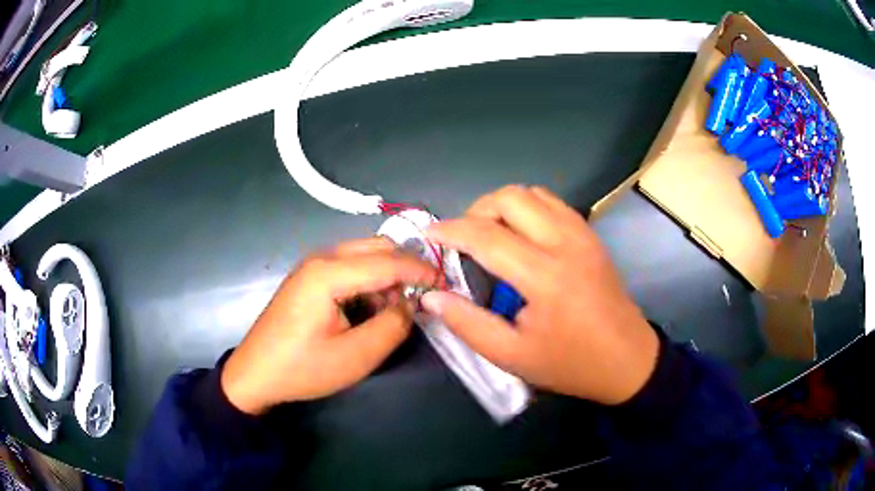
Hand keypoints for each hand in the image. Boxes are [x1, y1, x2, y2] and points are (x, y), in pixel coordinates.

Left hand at [221, 238, 439, 414]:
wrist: (256, 374)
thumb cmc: (303, 368)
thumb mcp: (356, 356)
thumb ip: (393, 326)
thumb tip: (413, 304)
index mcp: (328, 273)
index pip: (387, 261)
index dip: (421, 270)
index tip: (446, 284)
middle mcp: (321, 259)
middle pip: (376, 247)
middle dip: (404, 268)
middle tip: (421, 298)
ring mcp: (312, 267)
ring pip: (363, 256)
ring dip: (386, 277)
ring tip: (394, 311)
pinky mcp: (309, 278)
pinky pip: (349, 268)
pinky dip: (368, 283)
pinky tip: (369, 310)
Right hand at [421, 186, 658, 404]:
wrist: (627, 359)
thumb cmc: (570, 363)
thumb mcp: (512, 356)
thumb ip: (468, 324)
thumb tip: (432, 296)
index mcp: (545, 277)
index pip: (487, 236)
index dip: (451, 231)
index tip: (429, 234)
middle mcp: (565, 243)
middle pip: (510, 198)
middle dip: (477, 211)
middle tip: (464, 240)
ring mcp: (582, 234)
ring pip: (532, 193)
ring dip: (503, 206)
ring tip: (490, 235)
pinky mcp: (590, 235)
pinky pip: (552, 203)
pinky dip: (527, 209)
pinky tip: (521, 236)